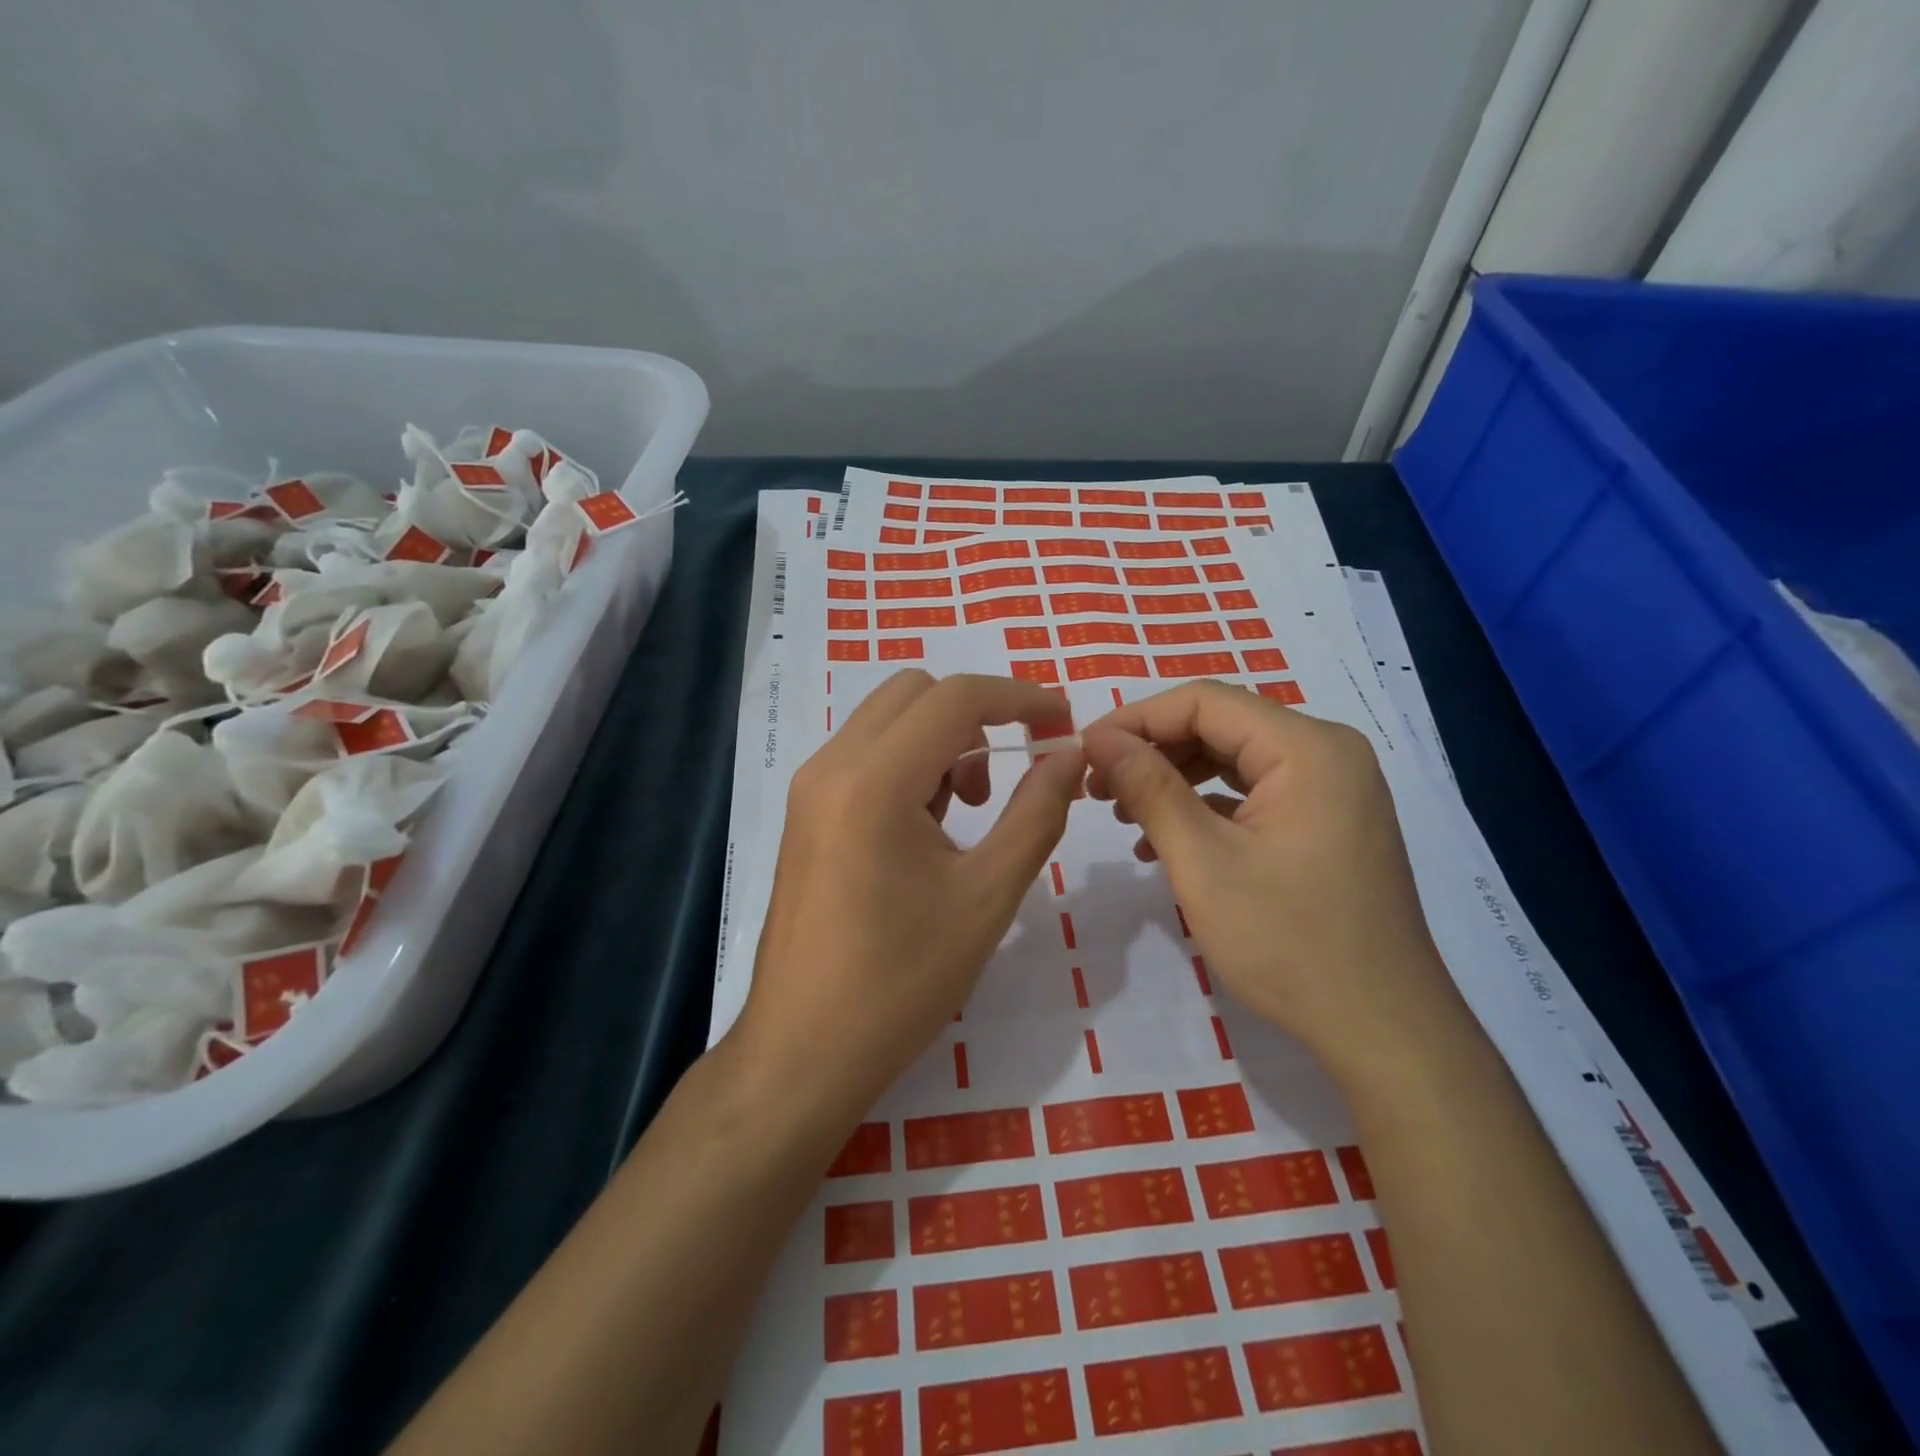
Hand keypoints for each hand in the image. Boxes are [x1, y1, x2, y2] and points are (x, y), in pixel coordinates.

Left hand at [732, 671, 1083, 1119]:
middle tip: (1014, 769)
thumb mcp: (987, 897)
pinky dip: (911, 763)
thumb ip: (1036, 813)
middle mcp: (831, 765)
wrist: (804, 1049)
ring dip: (942, 739)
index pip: (956, 698)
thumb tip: (1069, 755)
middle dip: (977, 714)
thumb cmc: (902, 980)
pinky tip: (932, 827)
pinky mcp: (806, 812)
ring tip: (974, 809)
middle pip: (915, 692)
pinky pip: (865, 755)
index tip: (1064, 721)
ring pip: (887, 719)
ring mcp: (810, 787)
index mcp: (873, 781)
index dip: (1020, 697)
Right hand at [1080, 681, 1467, 1080]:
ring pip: (1233, 760)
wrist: (1383, 1030)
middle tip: (1096, 787)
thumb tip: (1099, 738)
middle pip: (1220, 726)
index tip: (1084, 751)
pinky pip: (1254, 793)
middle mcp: (1327, 752)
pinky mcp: (1327, 821)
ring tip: (1122, 813)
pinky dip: (1206, 807)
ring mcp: (1332, 788)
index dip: (1135, 720)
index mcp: (1307, 748)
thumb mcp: (1203, 862)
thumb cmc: (1289, 943)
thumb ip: (1149, 788)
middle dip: (1152, 751)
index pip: (1203, 702)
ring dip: (1173, 779)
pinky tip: (1163, 842)